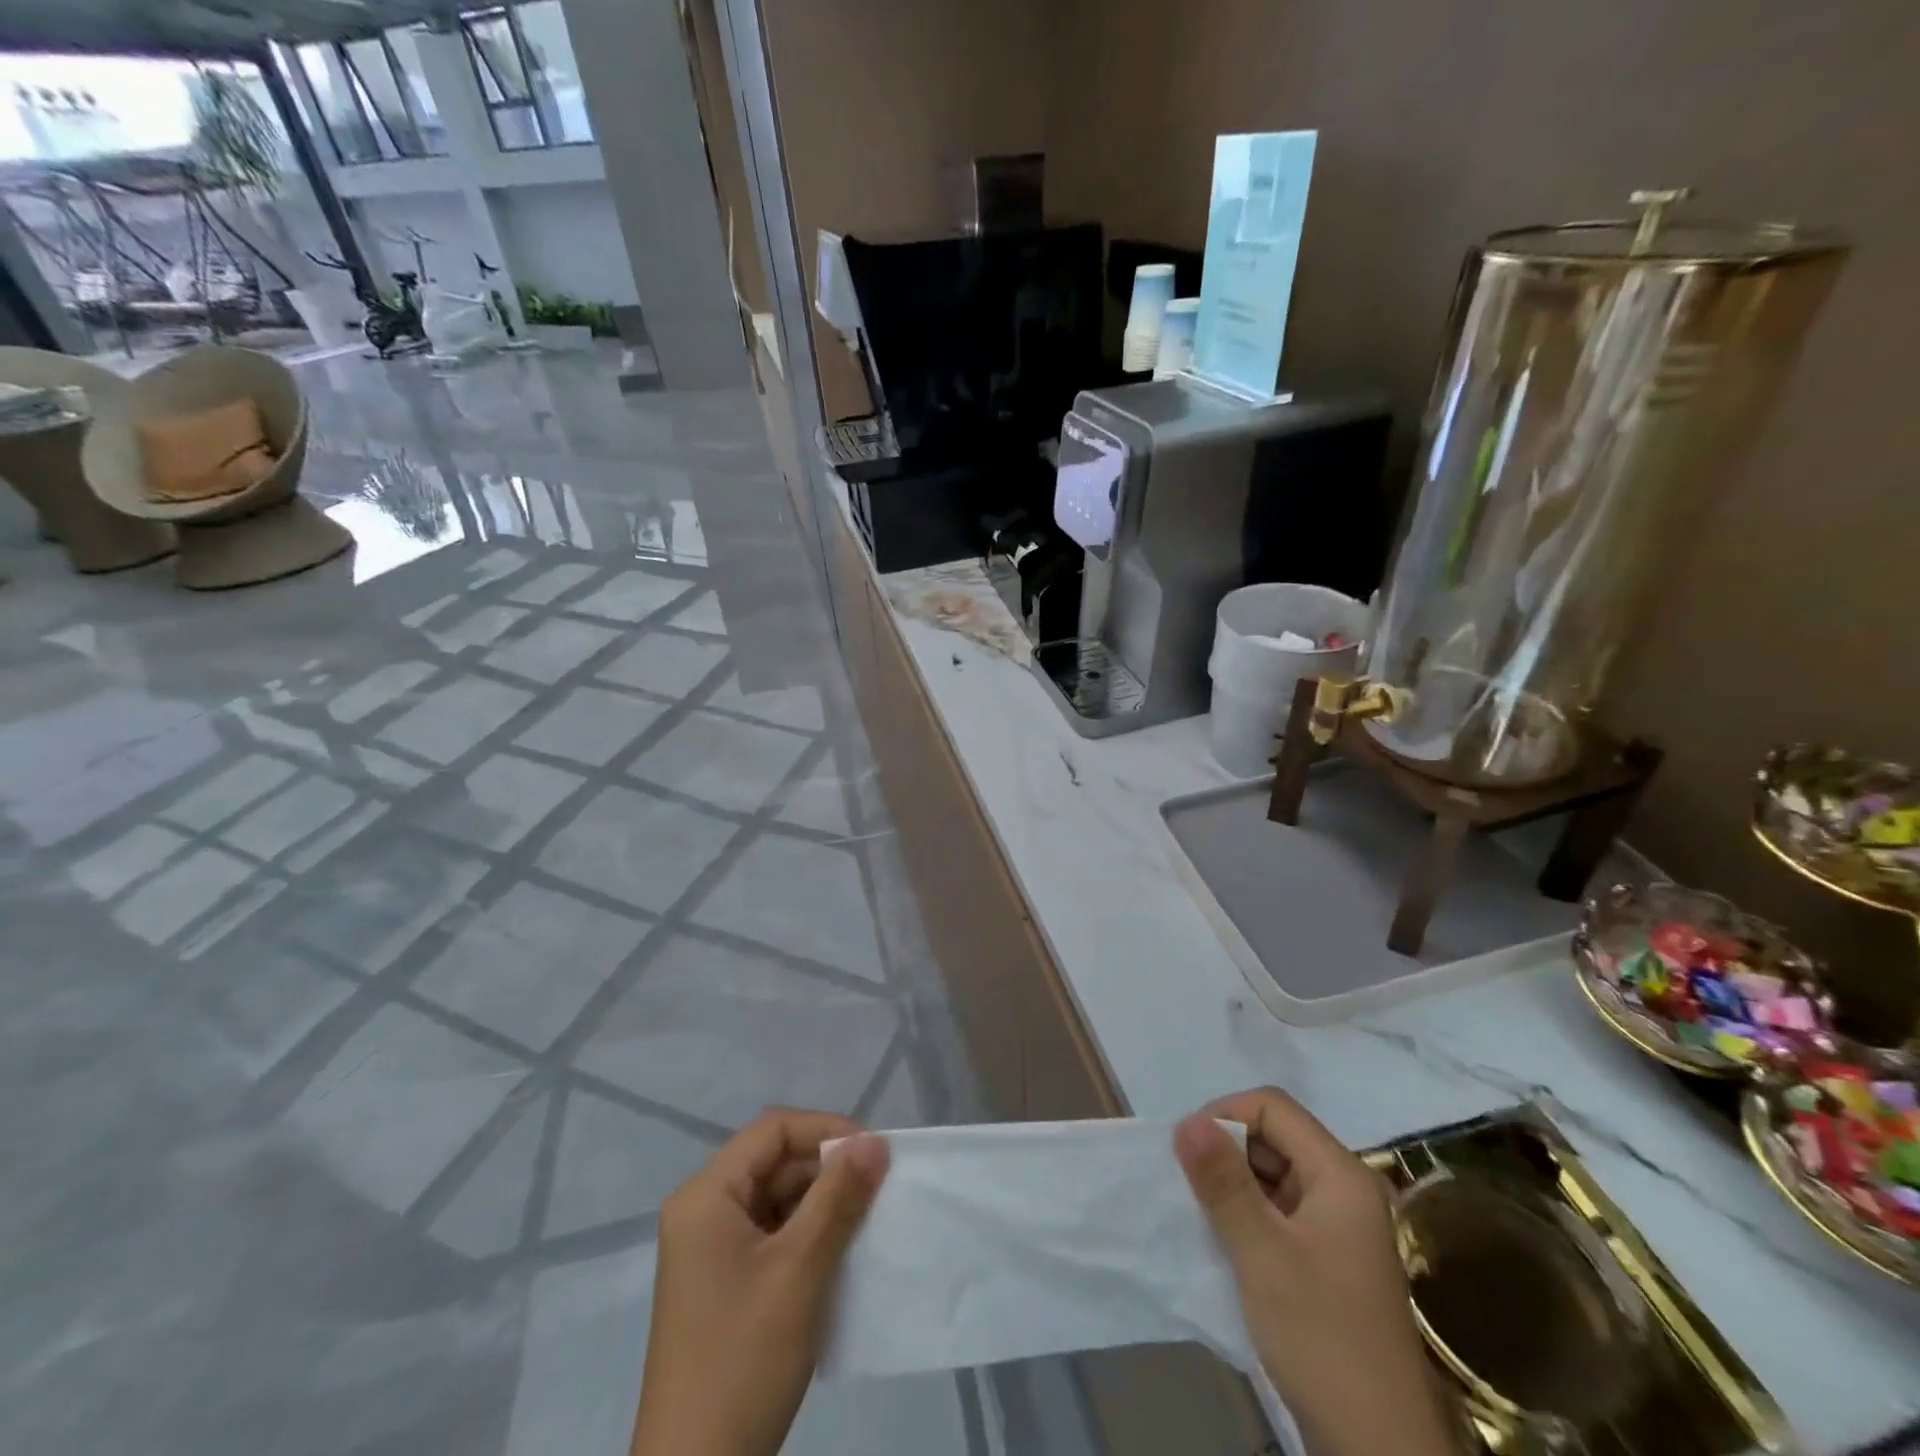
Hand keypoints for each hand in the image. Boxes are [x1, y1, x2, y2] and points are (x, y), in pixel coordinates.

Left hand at [630, 1108, 889, 1455]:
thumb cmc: (743, 1360)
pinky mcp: (723, 1283)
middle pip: (773, 1161)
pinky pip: (771, 1234)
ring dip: (821, 1202)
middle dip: (827, 1168)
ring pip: (776, 1198)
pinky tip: (841, 1253)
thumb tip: (876, 1141)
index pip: (772, 1130)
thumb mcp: (800, 1270)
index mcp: (706, 1196)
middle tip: (878, 1188)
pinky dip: (807, 1234)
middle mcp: (703, 1211)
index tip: (873, 1153)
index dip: (825, 1130)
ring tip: (866, 1219)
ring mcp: (710, 1250)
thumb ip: (839, 1197)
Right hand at [1175, 1089, 1457, 1455]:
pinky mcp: (1329, 1258)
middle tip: (1191, 1186)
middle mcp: (1345, 1189)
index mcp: (1341, 1174)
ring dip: (1235, 1184)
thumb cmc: (1321, 1336)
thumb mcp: (1261, 1253)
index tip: (1188, 1151)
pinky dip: (1250, 1214)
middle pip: (1275, 1136)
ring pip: (1275, 1173)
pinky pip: (1281, 1210)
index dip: (1225, 1115)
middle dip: (1228, 1150)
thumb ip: (1222, 1181)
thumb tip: (1184, 1120)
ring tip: (1204, 1214)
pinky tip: (1227, 1240)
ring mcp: (1339, 1225)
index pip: (1273, 1107)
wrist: (1378, 1450)